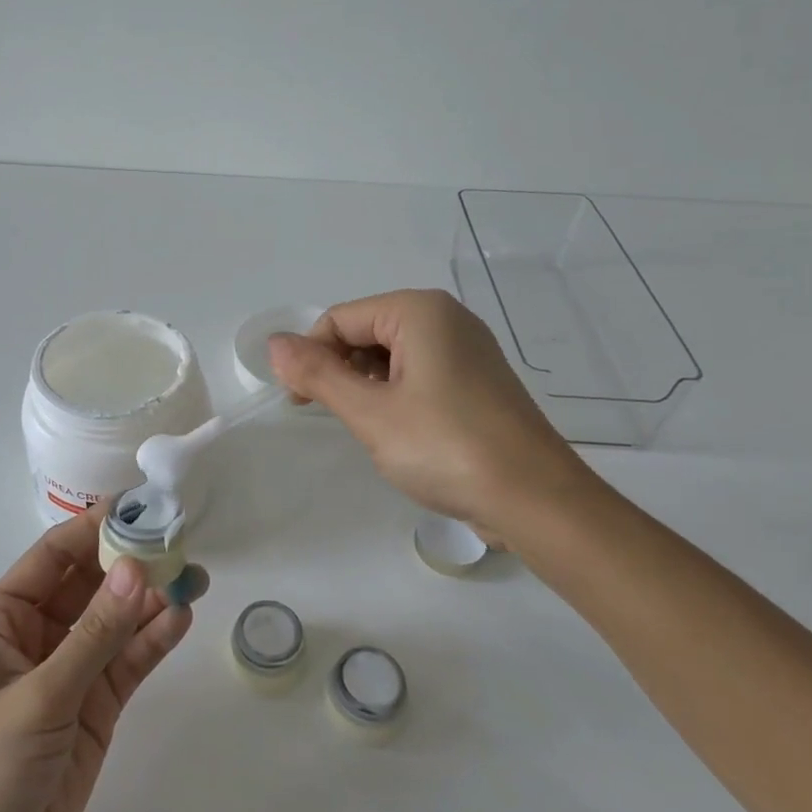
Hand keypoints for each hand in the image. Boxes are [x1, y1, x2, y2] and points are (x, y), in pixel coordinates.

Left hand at [0, 504, 199, 811]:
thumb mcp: (39, 697)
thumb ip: (93, 634)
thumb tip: (137, 569)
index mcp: (4, 618)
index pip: (55, 554)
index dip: (95, 527)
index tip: (141, 506)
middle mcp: (38, 634)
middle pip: (92, 582)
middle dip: (132, 562)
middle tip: (179, 542)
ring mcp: (70, 670)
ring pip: (116, 620)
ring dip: (151, 600)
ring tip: (193, 577)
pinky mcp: (96, 706)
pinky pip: (128, 660)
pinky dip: (153, 641)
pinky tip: (181, 619)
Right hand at [268, 288, 603, 541]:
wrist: (536, 500)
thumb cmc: (446, 448)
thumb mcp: (370, 412)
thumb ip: (317, 375)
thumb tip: (274, 344)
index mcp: (419, 311)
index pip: (339, 319)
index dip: (311, 358)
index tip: (300, 404)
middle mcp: (446, 318)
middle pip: (365, 332)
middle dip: (341, 371)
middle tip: (339, 419)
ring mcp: (467, 349)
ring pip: (391, 356)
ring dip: (367, 387)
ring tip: (374, 430)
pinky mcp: (478, 381)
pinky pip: (419, 373)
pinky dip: (397, 396)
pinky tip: (402, 433)